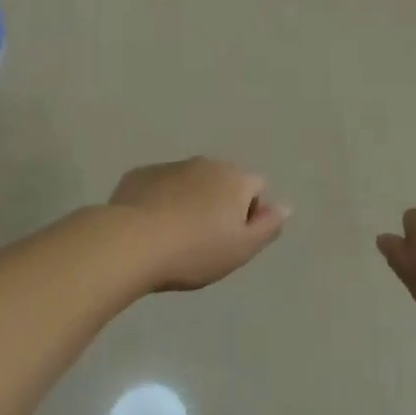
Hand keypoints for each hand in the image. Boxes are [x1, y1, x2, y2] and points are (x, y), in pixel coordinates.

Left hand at [109, 157, 287, 291]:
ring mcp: (171, 166)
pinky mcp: (140, 174)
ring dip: (189, 200)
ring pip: (190, 181)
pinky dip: (160, 200)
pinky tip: (148, 227)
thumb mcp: (241, 249)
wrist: (130, 242)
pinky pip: (159, 185)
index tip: (233, 239)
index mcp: (235, 179)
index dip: (251, 212)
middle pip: (223, 180)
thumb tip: (285, 206)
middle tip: (204, 240)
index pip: (257, 187)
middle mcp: (206, 163)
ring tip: (174, 236)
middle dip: (219, 203)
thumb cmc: (194, 251)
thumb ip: (268, 226)